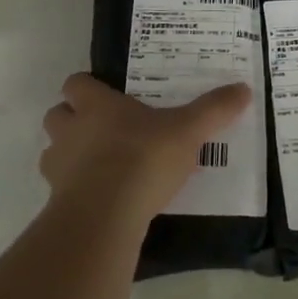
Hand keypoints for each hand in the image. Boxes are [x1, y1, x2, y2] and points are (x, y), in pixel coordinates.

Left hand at [41, 74, 251, 220]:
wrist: (105, 215)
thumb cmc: (143, 158)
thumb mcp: (188, 130)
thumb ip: (213, 110)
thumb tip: (244, 88)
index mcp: (97, 105)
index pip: (76, 83)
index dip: (87, 88)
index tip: (106, 96)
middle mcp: (71, 130)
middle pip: (57, 115)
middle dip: (73, 120)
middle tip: (103, 130)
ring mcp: (59, 167)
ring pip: (53, 153)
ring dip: (69, 156)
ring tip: (100, 167)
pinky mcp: (57, 203)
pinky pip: (60, 190)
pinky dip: (75, 191)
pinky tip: (101, 200)